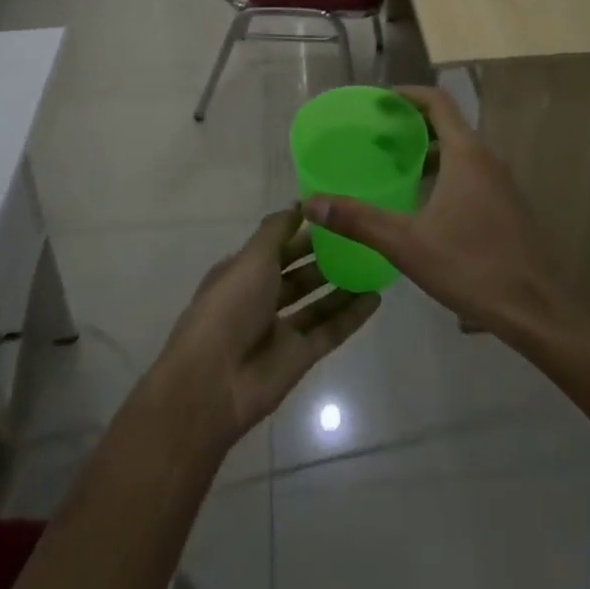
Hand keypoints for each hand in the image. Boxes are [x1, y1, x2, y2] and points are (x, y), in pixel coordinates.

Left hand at [151, 209, 378, 449]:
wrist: (213, 383)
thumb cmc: (229, 306)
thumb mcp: (251, 258)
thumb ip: (277, 231)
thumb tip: (298, 205)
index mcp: (243, 272)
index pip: (276, 246)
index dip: (301, 231)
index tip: (332, 215)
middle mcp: (261, 298)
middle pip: (298, 274)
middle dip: (324, 257)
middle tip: (360, 238)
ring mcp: (281, 329)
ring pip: (317, 302)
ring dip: (341, 285)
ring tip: (373, 265)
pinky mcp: (299, 357)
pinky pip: (330, 331)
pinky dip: (351, 316)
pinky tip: (376, 298)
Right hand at [302, 86, 587, 346]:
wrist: (538, 311)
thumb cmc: (472, 267)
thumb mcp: (407, 244)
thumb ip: (358, 220)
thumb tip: (312, 203)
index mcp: (467, 155)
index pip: (437, 101)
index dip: (406, 94)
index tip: (377, 102)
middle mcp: (487, 160)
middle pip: (448, 124)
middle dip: (412, 125)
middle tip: (377, 137)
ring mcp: (502, 184)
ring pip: (461, 152)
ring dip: (429, 151)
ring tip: (396, 168)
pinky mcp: (508, 207)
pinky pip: (472, 174)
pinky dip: (445, 173)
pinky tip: (425, 205)